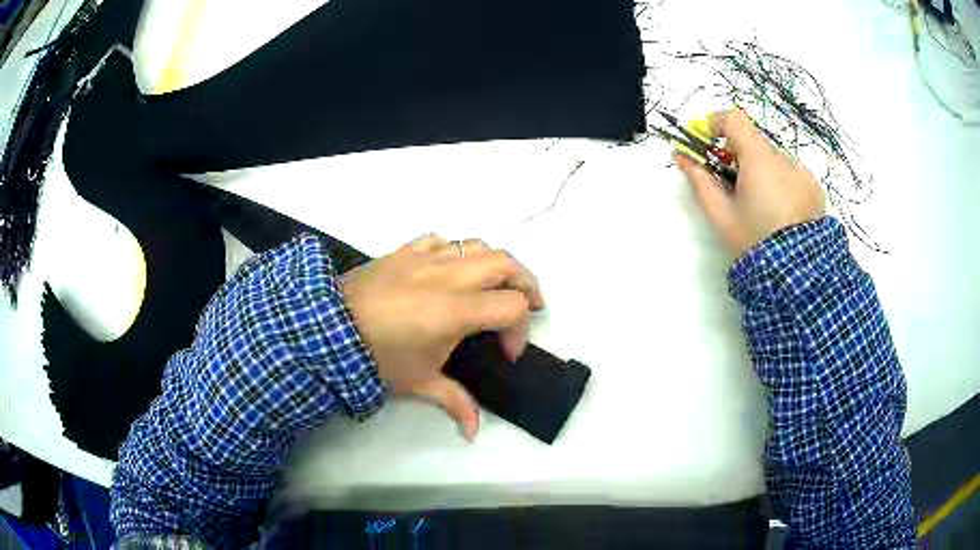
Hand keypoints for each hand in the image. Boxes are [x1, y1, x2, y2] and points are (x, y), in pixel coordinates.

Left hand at [340, 235, 544, 440]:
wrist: (326, 329)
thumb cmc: (376, 358)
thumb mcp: (419, 382)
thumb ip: (455, 402)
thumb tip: (474, 433)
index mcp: (456, 311)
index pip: (512, 307)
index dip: (520, 331)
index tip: (506, 354)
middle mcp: (448, 276)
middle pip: (506, 262)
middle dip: (526, 283)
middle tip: (529, 304)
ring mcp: (425, 258)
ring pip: (477, 244)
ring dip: (495, 263)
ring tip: (494, 285)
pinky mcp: (404, 250)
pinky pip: (441, 240)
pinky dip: (456, 252)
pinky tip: (449, 270)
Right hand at [674, 109, 825, 257]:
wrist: (797, 274)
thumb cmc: (754, 241)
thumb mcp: (720, 215)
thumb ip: (699, 181)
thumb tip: (680, 156)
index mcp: (758, 159)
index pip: (734, 119)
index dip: (716, 122)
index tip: (707, 139)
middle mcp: (783, 158)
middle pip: (754, 143)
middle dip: (740, 157)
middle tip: (733, 187)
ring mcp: (802, 173)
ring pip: (774, 161)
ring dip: (763, 173)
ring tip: (762, 208)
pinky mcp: (815, 188)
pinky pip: (792, 175)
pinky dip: (783, 184)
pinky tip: (782, 213)